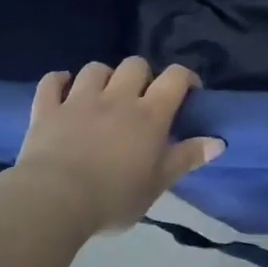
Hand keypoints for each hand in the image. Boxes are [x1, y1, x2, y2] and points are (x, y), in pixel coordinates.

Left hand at [0, 58, 223, 234]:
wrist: (54, 202)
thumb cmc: (113, 197)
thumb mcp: (158, 184)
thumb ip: (187, 158)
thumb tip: (219, 141)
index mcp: (149, 114)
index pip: (175, 77)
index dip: (185, 77)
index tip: (188, 92)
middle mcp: (117, 98)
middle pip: (135, 64)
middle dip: (142, 75)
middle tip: (141, 98)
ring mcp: (79, 100)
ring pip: (95, 68)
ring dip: (103, 76)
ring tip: (103, 94)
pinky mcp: (47, 110)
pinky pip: (51, 82)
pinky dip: (58, 81)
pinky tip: (63, 88)